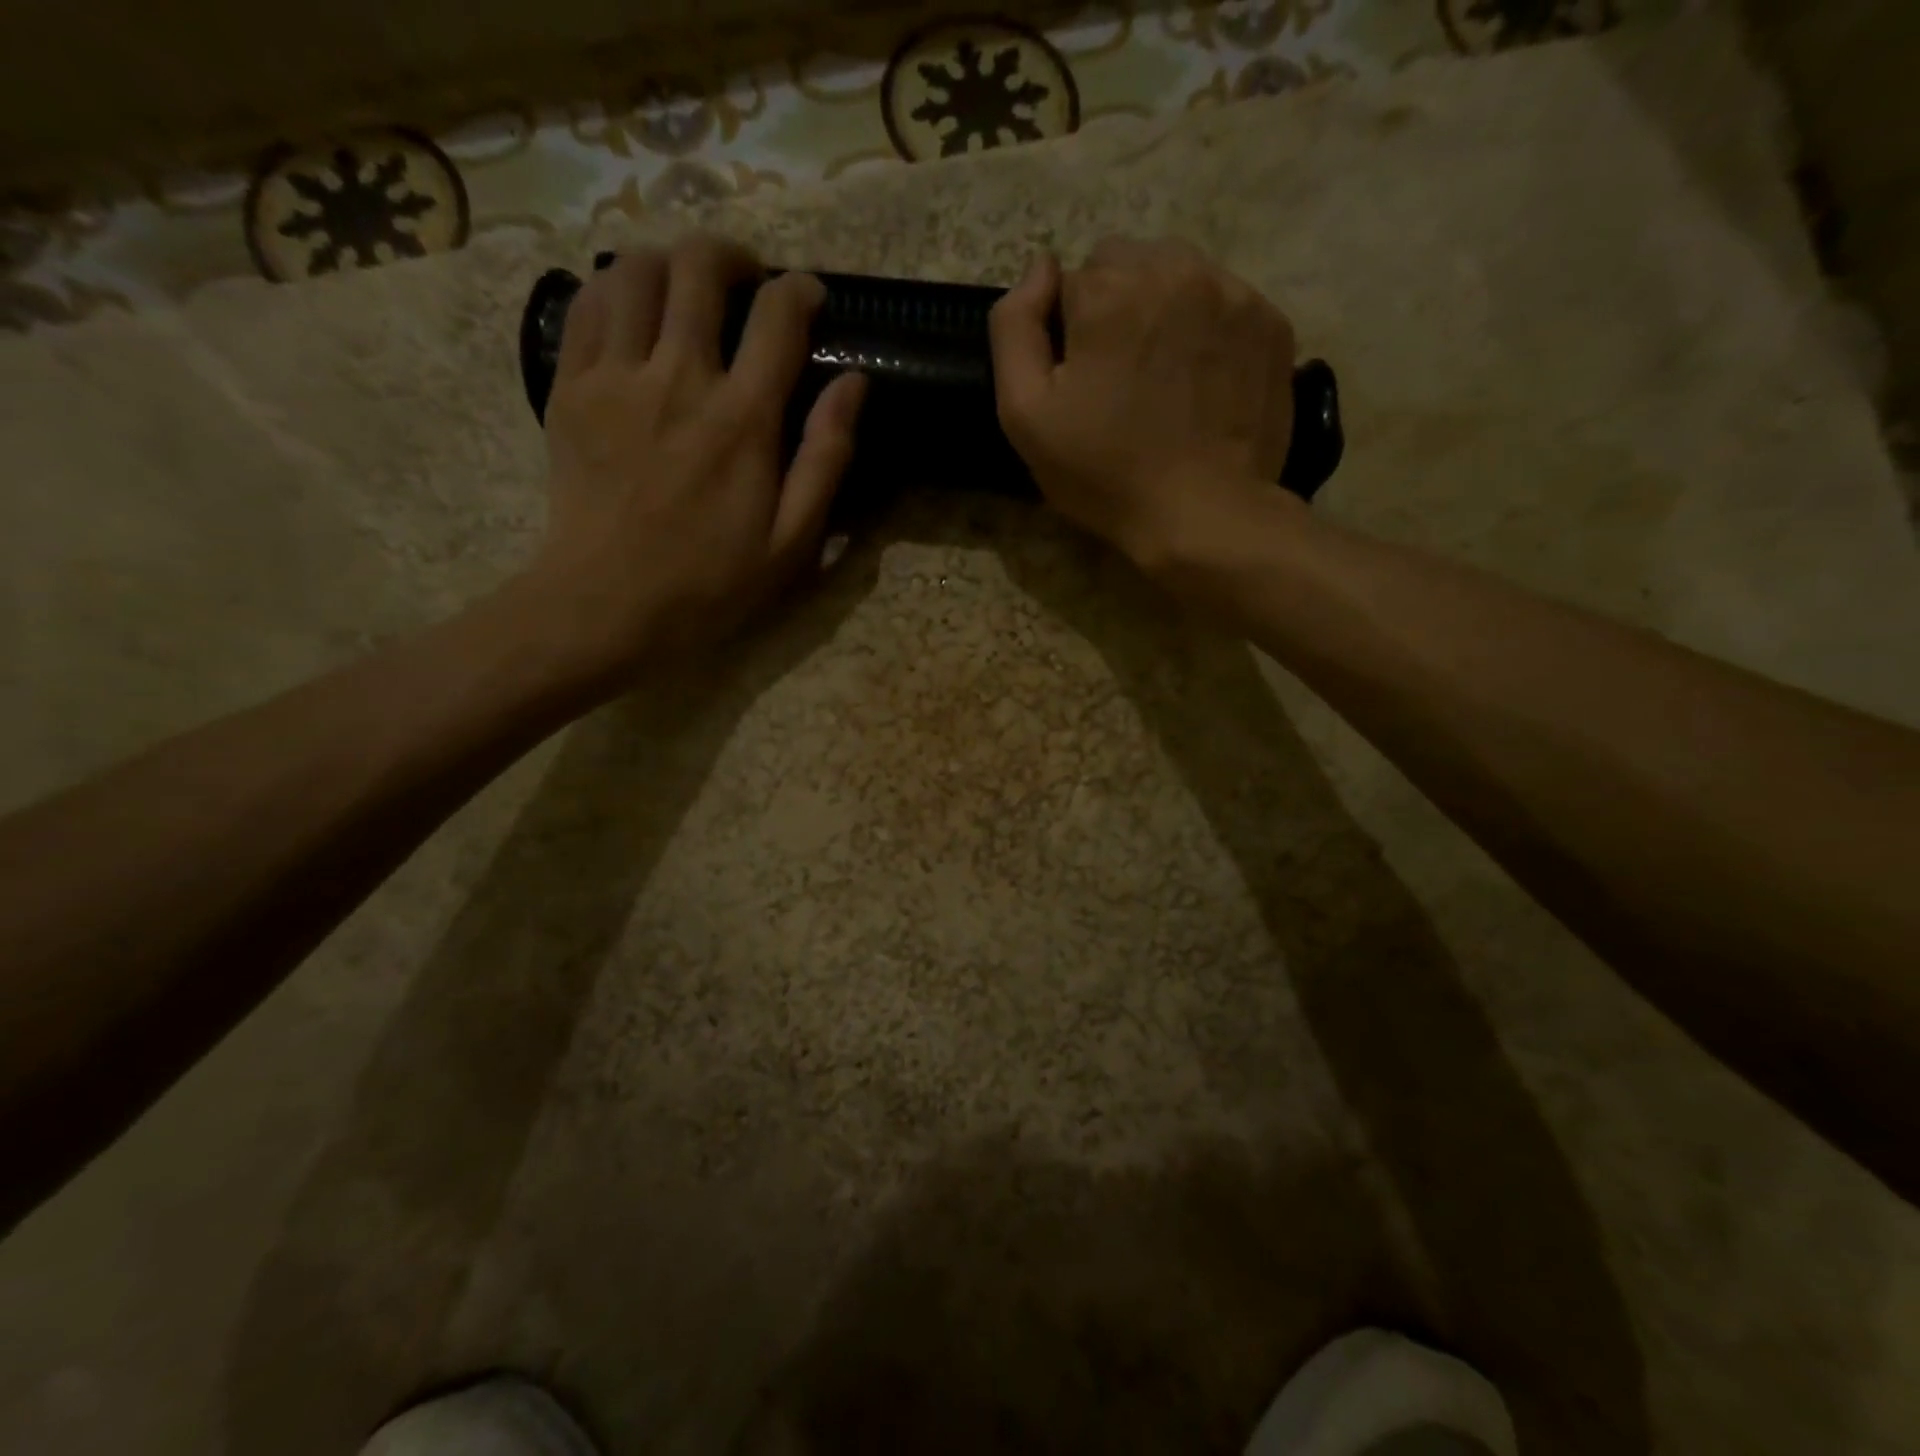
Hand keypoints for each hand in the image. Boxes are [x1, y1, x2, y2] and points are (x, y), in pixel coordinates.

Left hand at [525, 235, 866, 678]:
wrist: (607, 604)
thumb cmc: (710, 583)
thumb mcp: (793, 541)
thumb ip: (826, 458)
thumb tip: (854, 385)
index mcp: (743, 420)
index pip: (777, 317)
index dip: (799, 291)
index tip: (808, 297)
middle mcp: (679, 379)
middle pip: (699, 268)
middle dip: (730, 257)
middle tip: (745, 281)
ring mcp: (615, 377)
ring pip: (635, 270)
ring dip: (668, 262)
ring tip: (685, 290)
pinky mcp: (569, 388)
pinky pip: (586, 304)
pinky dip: (614, 289)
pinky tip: (632, 312)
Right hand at [989, 237, 1298, 573]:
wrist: (1203, 513)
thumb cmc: (1105, 474)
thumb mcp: (1025, 415)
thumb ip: (1014, 329)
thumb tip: (1040, 268)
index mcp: (1107, 290)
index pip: (1070, 283)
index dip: (1068, 337)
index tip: (1081, 387)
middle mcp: (1172, 269)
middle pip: (1126, 266)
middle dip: (1115, 311)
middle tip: (1121, 381)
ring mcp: (1231, 291)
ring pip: (1178, 275)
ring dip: (1162, 312)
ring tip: (1164, 379)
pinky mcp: (1270, 321)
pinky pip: (1225, 302)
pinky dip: (1208, 330)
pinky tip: (1202, 383)